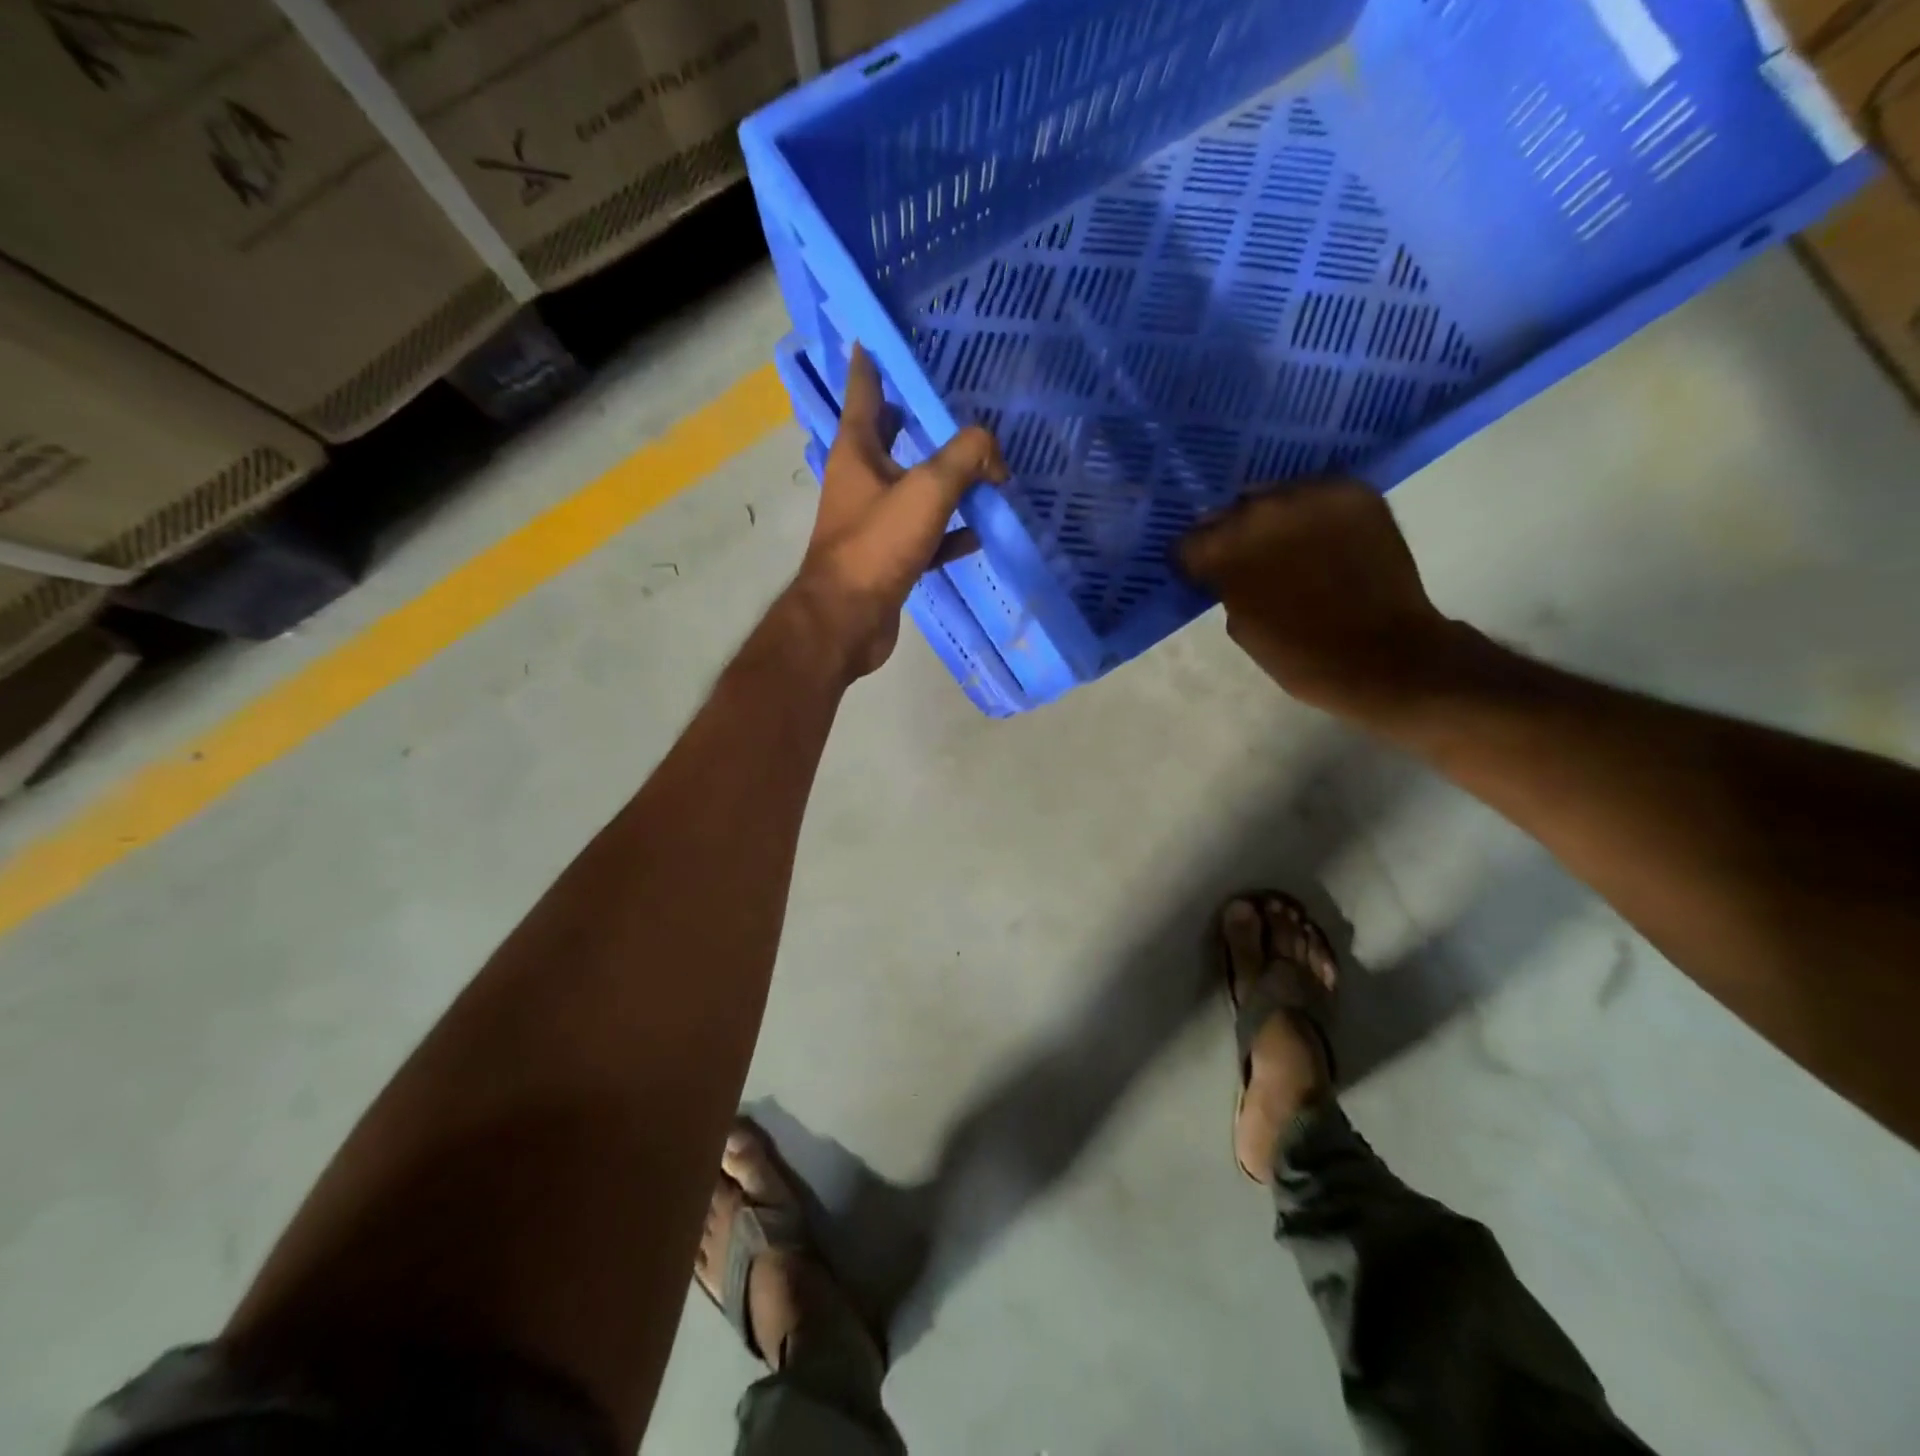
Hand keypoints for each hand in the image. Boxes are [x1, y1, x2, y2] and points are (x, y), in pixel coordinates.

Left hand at [790, 345, 1006, 680]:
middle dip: (915, 417)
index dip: (874, 360)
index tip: (884, 334)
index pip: (865, 389)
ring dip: (942, 478)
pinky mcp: (888, 558)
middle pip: (889, 437)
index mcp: (857, 451)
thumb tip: (995, 453)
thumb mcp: (926, 490)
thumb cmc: (877, 545)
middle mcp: (861, 480)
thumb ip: (966, 458)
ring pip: (912, 488)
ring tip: (981, 464)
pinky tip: (978, 532)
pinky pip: (926, 535)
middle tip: (951, 398)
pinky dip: (949, 532)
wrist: (847, 620)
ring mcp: (874, 522)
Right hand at [1178, 479, 1459, 719]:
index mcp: (1224, 550)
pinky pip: (1318, 492)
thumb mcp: (1242, 627)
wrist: (1384, 655)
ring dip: (1274, 518)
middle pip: (1231, 511)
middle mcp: (1261, 511)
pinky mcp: (1353, 492)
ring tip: (1289, 545)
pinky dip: (1314, 512)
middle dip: (1234, 534)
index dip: (1195, 560)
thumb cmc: (1301, 656)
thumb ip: (1226, 586)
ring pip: (1275, 496)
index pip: (1188, 541)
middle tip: (1249, 558)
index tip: (1205, 573)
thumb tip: (1226, 570)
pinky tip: (1322, 537)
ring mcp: (1310, 495)